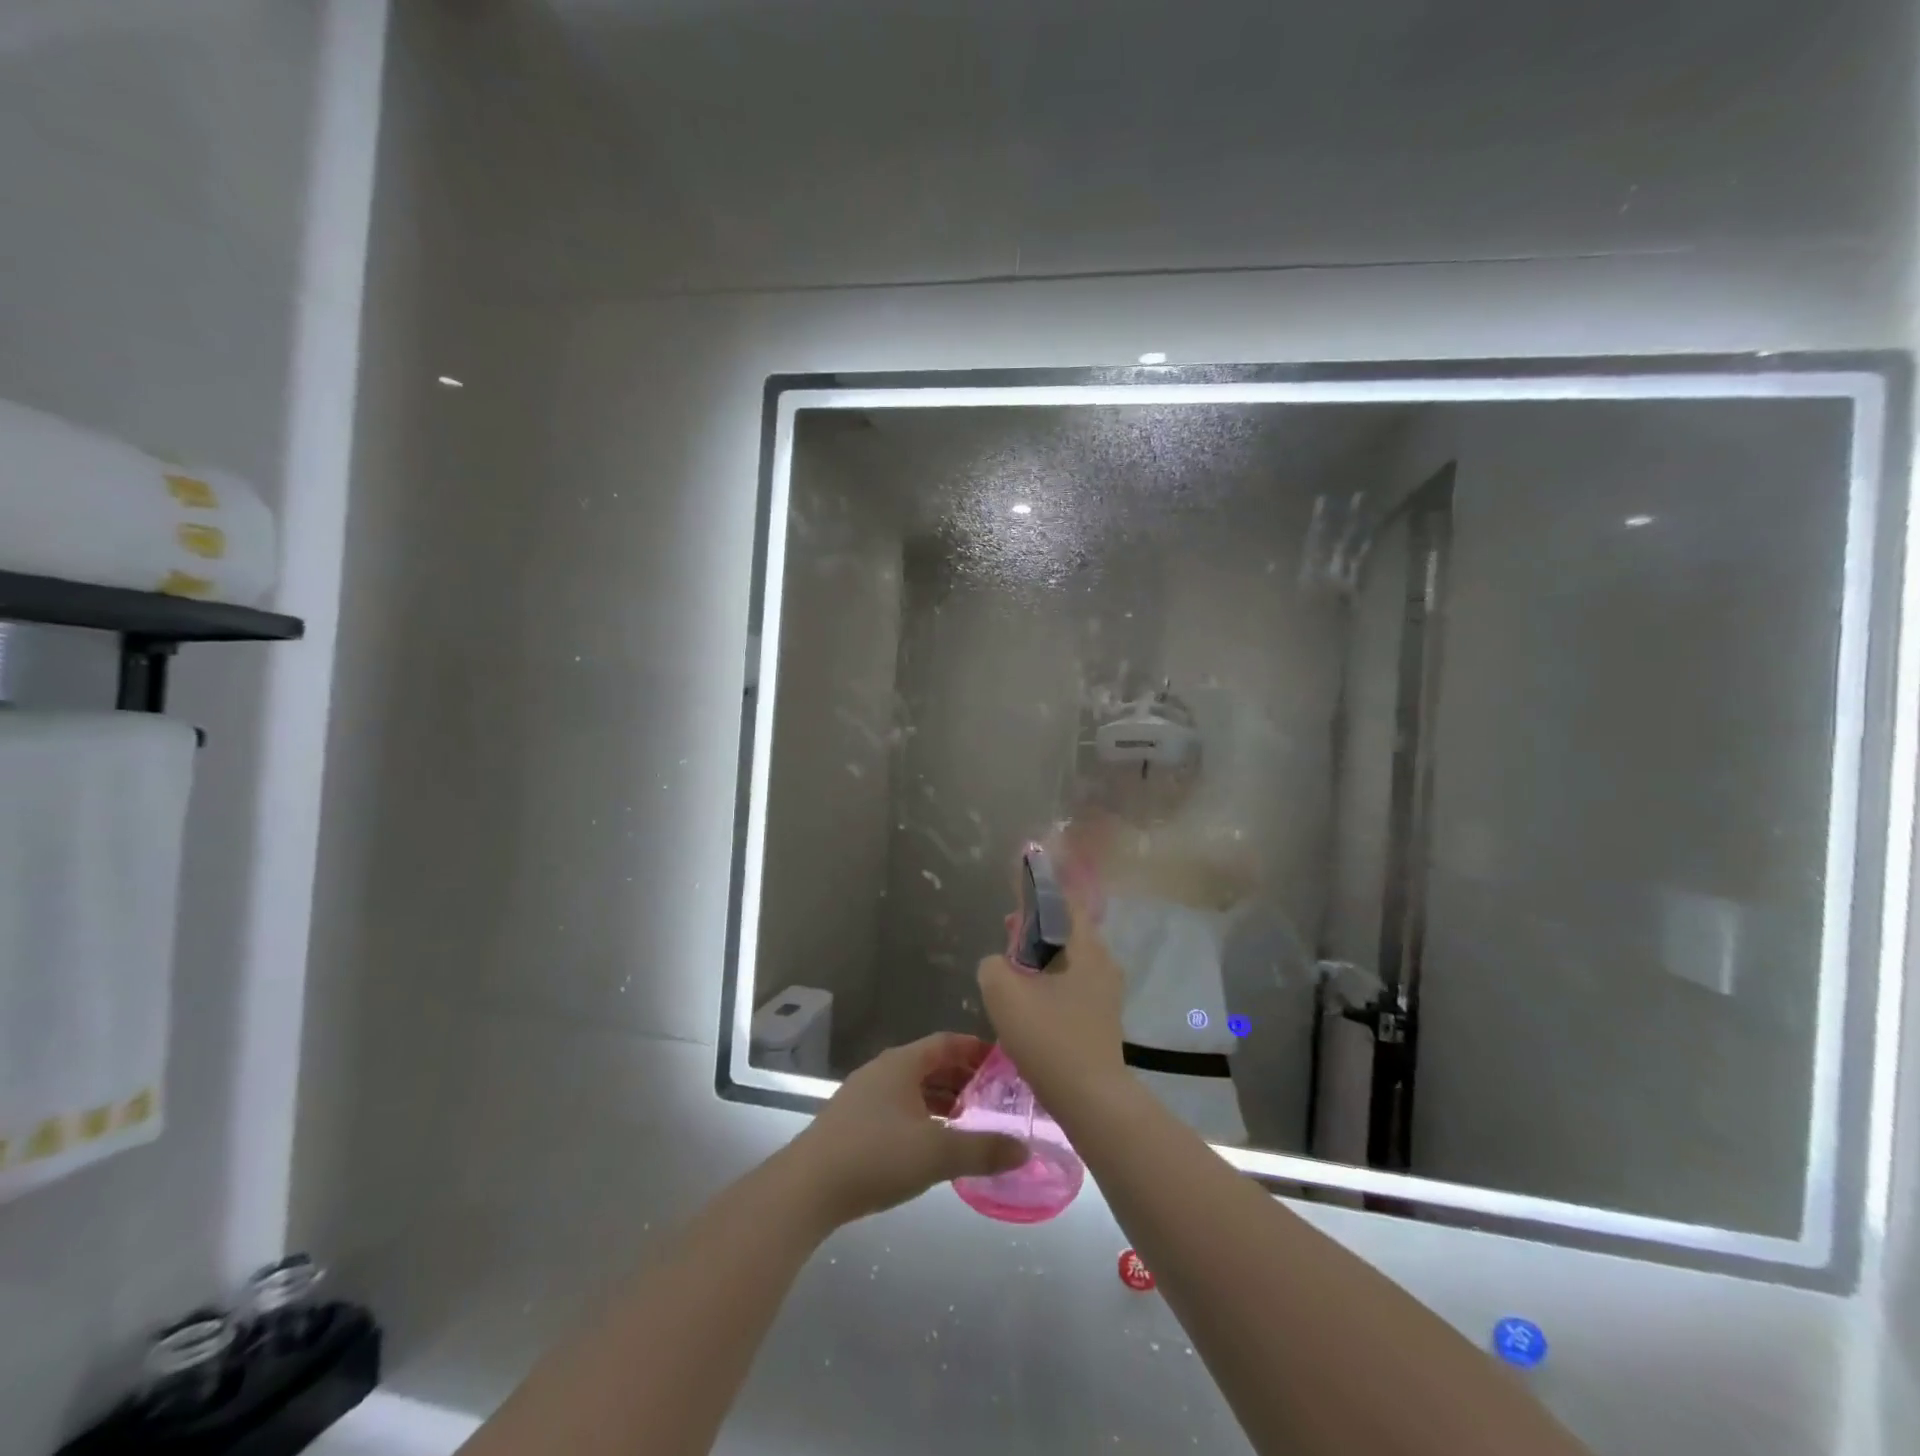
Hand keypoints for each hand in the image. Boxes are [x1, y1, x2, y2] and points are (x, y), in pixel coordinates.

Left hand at [788, 1034, 1028, 1227]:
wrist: (806, 1188)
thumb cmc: (876, 1155)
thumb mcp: (937, 1152)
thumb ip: (983, 1149)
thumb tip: (1024, 1149)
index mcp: (902, 1063)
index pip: (948, 1042)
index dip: (977, 1050)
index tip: (1005, 1064)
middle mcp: (883, 1070)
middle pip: (931, 1064)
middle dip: (964, 1078)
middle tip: (996, 1097)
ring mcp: (864, 1095)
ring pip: (913, 1088)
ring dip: (943, 1100)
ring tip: (972, 1121)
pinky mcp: (852, 1122)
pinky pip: (898, 1108)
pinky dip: (922, 1117)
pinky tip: (933, 1143)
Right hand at [977, 894, 1126, 1112]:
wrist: (1091, 1099)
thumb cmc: (1048, 1037)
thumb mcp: (1002, 992)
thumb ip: (992, 965)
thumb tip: (999, 964)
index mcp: (1086, 946)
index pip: (1065, 903)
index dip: (1037, 898)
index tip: (1013, 905)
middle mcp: (1103, 962)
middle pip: (1066, 933)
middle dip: (1035, 932)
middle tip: (1007, 941)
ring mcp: (1107, 992)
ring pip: (1069, 962)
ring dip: (1042, 962)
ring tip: (1013, 975)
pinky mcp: (1104, 1018)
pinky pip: (1074, 986)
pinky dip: (1052, 985)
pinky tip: (1031, 1006)